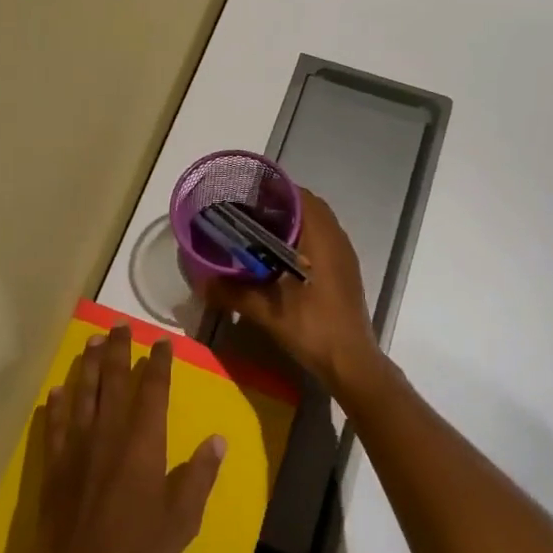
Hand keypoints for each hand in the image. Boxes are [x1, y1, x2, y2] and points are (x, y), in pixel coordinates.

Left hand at [21, 323, 224, 552]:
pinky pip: (55, 423)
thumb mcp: (181, 520)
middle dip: (118, 349)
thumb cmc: (135, 550)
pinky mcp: (54, 462)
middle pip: (114, 380)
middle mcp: (109, 432)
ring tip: (92, 340)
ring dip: (88, 364)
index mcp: (143, 442)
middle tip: (119, 324)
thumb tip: (217, 440)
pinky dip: (57, 403)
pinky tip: (57, 390)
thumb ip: (199, 476)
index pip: (153, 390)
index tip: (161, 342)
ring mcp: (77, 445)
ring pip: (83, 392)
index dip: (158, 363)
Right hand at [198, 189, 382, 399]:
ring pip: (317, 224)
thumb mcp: (267, 310)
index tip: (247, 194)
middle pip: (308, 207)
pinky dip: (302, 240)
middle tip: (248, 213)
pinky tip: (280, 259)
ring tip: (259, 233)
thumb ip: (233, 293)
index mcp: (320, 238)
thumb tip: (202, 284)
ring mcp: (344, 256)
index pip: (300, 195)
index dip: (274, 190)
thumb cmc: (312, 327)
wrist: (351, 362)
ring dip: (292, 223)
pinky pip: (323, 241)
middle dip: (279, 206)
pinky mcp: (345, 272)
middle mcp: (336, 239)